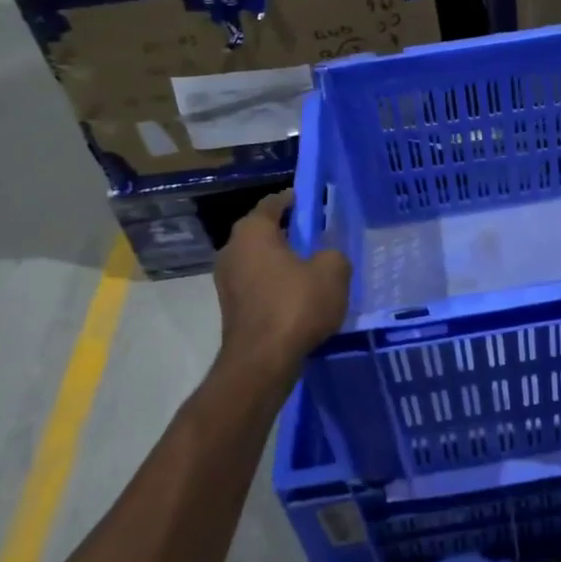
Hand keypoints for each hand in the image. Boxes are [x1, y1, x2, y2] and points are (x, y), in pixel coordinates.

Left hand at [212, 190, 351, 377]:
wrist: (262, 361)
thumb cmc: (296, 305)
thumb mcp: (333, 271)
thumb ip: (333, 254)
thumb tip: (325, 257)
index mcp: (252, 232)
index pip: (272, 203)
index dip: (293, 199)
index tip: (311, 201)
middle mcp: (232, 250)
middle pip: (263, 232)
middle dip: (287, 232)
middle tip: (316, 235)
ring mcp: (227, 281)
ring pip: (259, 260)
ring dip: (281, 261)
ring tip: (311, 267)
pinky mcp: (231, 307)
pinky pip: (257, 284)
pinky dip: (275, 284)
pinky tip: (298, 295)